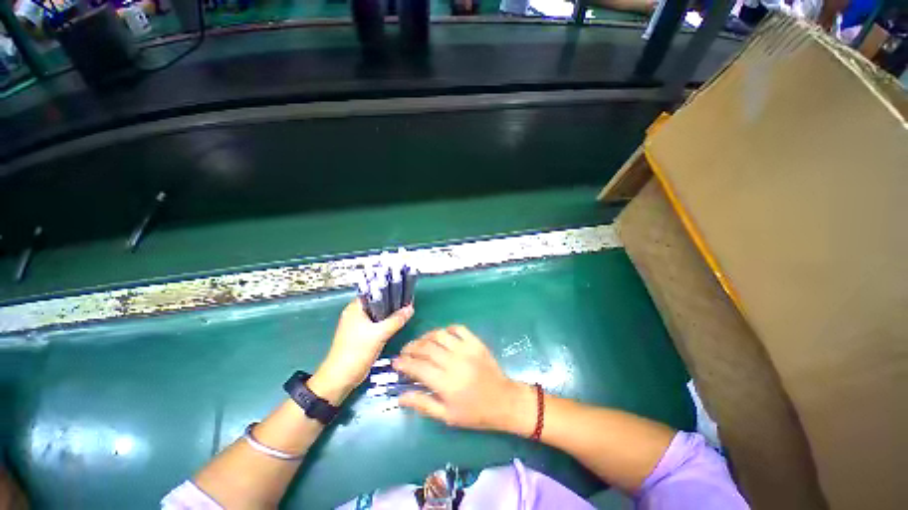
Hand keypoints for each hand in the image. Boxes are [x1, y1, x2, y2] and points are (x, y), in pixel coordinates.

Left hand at [309, 299, 413, 404]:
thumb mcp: (379, 334)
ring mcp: (358, 325)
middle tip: (407, 303)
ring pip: (378, 314)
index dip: (389, 291)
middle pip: (377, 303)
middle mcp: (355, 313)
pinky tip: (397, 324)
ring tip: (405, 312)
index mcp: (355, 308)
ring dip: (390, 314)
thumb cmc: (356, 351)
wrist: (341, 378)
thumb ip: (396, 320)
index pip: (374, 293)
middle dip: (392, 303)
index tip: (404, 292)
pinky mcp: (362, 335)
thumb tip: (410, 308)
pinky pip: (377, 325)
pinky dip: (386, 324)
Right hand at [393, 325, 535, 435]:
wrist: (504, 401)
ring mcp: (466, 349)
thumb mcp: (447, 416)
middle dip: (411, 347)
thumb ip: (423, 404)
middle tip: (405, 351)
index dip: (404, 363)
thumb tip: (400, 396)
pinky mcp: (476, 342)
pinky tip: (441, 336)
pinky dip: (447, 329)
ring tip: (420, 343)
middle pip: (426, 347)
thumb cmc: (474, 413)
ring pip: (439, 335)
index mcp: (446, 383)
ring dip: (426, 337)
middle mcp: (454, 362)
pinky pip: (458, 328)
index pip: (418, 367)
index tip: (395, 362)